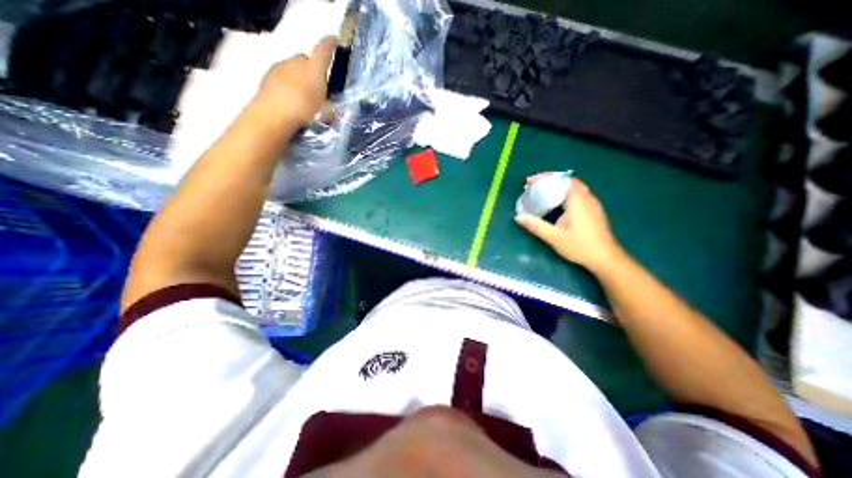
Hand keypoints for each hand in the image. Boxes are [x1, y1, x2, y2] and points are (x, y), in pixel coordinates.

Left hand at [250, 36, 338, 126]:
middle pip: (306, 60)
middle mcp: (297, 62)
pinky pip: (282, 75)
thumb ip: (330, 108)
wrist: (273, 115)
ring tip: (303, 97)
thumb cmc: (304, 112)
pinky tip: (290, 99)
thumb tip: (331, 109)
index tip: (336, 40)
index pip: (324, 49)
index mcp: (314, 69)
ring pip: (293, 68)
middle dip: (312, 69)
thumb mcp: (325, 114)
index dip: (330, 43)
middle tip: (318, 87)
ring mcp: (280, 66)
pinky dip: (288, 83)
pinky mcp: (268, 75)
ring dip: (299, 77)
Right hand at [512, 174, 623, 272]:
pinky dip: (563, 193)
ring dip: (556, 187)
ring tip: (541, 192)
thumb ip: (536, 226)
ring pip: (573, 188)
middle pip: (567, 181)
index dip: (545, 177)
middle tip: (532, 186)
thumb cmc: (580, 246)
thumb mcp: (554, 237)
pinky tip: (556, 203)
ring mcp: (592, 204)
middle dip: (549, 181)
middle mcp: (586, 198)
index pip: (562, 179)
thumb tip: (518, 217)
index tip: (530, 181)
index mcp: (577, 201)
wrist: (605, 259)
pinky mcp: (593, 211)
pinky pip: (577, 194)